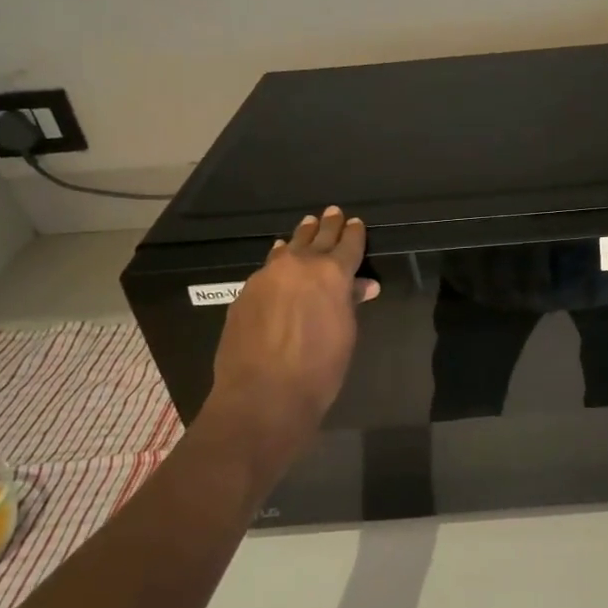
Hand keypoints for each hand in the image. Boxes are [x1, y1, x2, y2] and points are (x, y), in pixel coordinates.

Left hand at [196, 206, 378, 465]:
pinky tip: (278, 258)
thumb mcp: (345, 334)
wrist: (263, 395)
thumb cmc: (319, 369)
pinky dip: (278, 259)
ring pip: (288, 248)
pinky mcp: (245, 293)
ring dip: (300, 237)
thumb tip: (361, 285)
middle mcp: (299, 265)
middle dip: (327, 226)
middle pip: (316, 237)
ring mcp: (267, 276)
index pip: (347, 244)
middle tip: (332, 212)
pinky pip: (267, 267)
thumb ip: (350, 303)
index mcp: (332, 273)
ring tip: (306, 226)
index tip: (355, 222)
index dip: (354, 233)